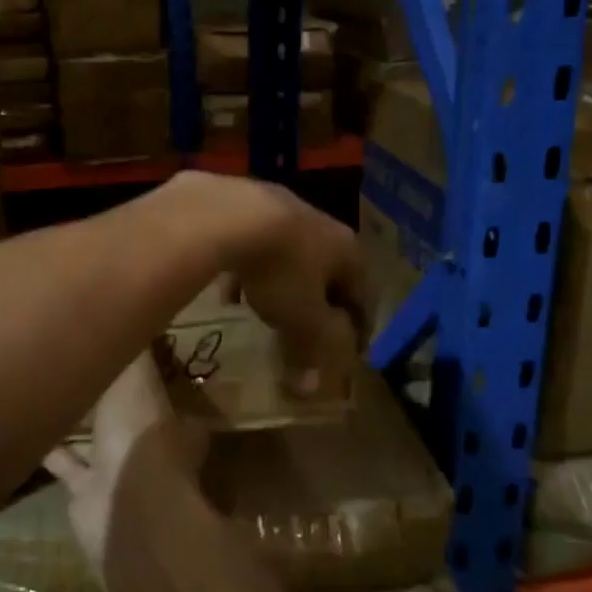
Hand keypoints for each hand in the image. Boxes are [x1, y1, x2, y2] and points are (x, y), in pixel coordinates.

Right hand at [44, 351, 207, 573]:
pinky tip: (26, 425)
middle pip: (125, 413)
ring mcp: (117, 471)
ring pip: (96, 440)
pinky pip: (65, 465)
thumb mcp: (136, 377)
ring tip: (48, 385)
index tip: (122, 342)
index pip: (159, 385)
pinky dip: (49, 449)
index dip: (144, 366)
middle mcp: (147, 444)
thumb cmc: (139, 433)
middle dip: (107, 393)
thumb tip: (128, 306)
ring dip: (77, 419)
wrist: (123, 507)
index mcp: (169, 417)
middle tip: (79, 360)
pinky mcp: (86, 492)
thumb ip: (131, 350)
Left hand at [213, 176, 370, 397]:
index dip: (360, 325)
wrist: (227, 213)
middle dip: (318, 299)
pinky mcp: (242, 201)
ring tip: (264, 308)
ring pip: (288, 253)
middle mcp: (321, 223)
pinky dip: (247, 268)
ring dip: (281, 282)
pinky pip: (252, 242)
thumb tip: (311, 390)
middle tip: (309, 325)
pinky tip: (227, 289)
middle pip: (327, 269)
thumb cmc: (280, 269)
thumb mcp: (300, 319)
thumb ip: (309, 352)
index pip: (363, 294)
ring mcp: (280, 206)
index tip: (354, 348)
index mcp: (347, 250)